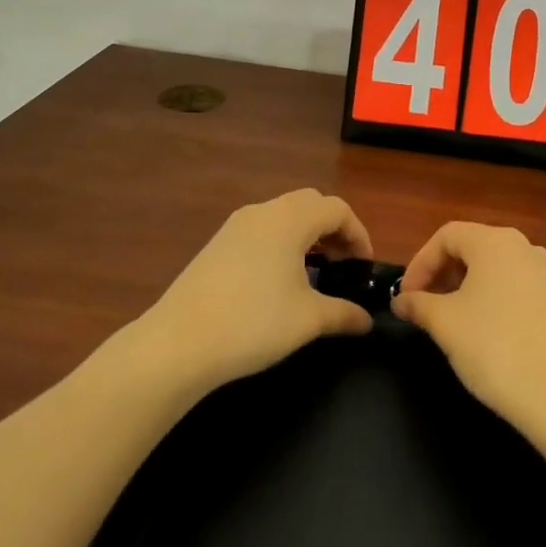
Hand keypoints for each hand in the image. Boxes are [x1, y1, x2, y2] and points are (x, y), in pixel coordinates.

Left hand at [135, 189, 375, 393]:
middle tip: (343, 264)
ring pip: (283, 215)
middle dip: (333, 228)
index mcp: (289, 219)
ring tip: (315, 272)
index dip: (358, 234)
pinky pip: (261, 229)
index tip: (364, 267)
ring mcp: (236, 226)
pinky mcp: (217, 244)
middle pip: (310, 204)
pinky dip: (282, 242)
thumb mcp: (308, 320)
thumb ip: (343, 314)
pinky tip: (279, 279)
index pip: (337, 209)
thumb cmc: (253, 324)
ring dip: (306, 234)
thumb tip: (367, 320)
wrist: (178, 343)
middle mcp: (263, 212)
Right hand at [392, 222, 545, 437]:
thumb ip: (418, 304)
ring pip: (490, 267)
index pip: (446, 236)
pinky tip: (476, 328)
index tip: (405, 297)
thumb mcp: (445, 323)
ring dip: (461, 286)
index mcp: (495, 242)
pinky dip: (486, 296)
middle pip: (470, 247)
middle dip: (439, 273)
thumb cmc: (494, 347)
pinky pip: (510, 284)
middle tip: (420, 306)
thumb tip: (401, 301)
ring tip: (444, 318)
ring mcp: (543, 273)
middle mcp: (522, 246)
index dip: (419, 263)